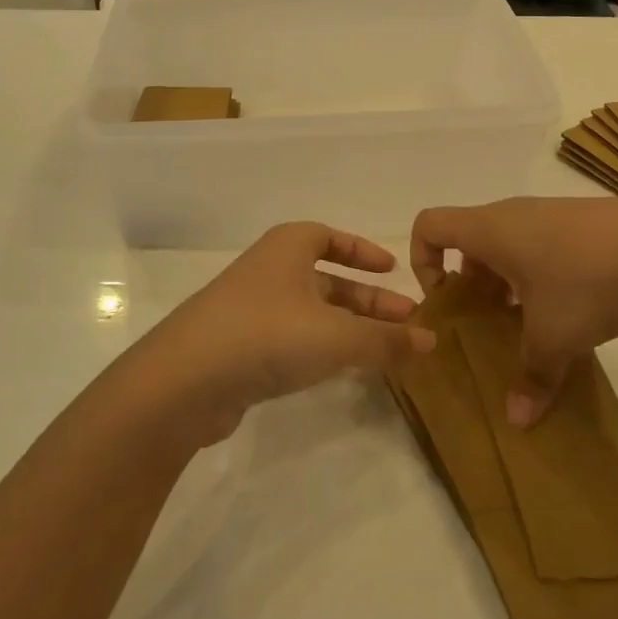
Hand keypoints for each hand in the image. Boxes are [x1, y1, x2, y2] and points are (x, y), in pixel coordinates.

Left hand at [139, 222, 430, 443]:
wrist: (184, 381)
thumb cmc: (267, 335)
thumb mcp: (337, 336)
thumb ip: (386, 340)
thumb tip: (432, 341)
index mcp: (287, 248)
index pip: (329, 237)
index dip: (362, 251)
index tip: (392, 269)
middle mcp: (268, 271)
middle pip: (326, 280)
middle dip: (367, 300)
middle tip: (406, 322)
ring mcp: (250, 311)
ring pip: (311, 313)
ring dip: (348, 328)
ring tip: (385, 351)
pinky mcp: (238, 349)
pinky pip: (291, 340)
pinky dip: (320, 349)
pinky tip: (340, 370)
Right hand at [410, 198, 617, 427]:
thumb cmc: (588, 282)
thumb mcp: (554, 337)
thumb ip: (530, 376)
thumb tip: (518, 422)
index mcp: (491, 230)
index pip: (429, 225)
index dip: (422, 260)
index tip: (446, 300)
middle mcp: (514, 214)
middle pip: (469, 240)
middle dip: (470, 284)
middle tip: (488, 323)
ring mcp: (551, 214)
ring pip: (508, 244)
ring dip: (506, 282)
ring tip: (530, 322)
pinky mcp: (583, 222)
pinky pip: (541, 244)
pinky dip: (539, 273)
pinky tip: (571, 308)